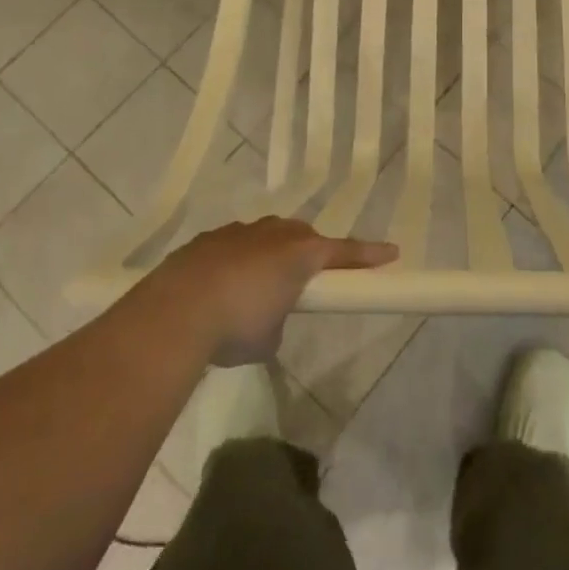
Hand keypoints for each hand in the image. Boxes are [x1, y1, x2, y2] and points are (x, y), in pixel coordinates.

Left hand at [148, 218, 396, 365]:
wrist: (176, 311)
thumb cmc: (237, 324)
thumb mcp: (270, 337)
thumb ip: (280, 319)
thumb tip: (268, 315)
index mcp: (300, 253)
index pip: (345, 252)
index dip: (369, 255)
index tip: (392, 253)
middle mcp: (274, 233)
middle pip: (303, 237)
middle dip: (310, 254)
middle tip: (308, 279)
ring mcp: (239, 232)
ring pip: (267, 236)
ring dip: (270, 255)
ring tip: (258, 287)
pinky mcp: (209, 239)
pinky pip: (235, 245)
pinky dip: (237, 261)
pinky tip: (222, 286)